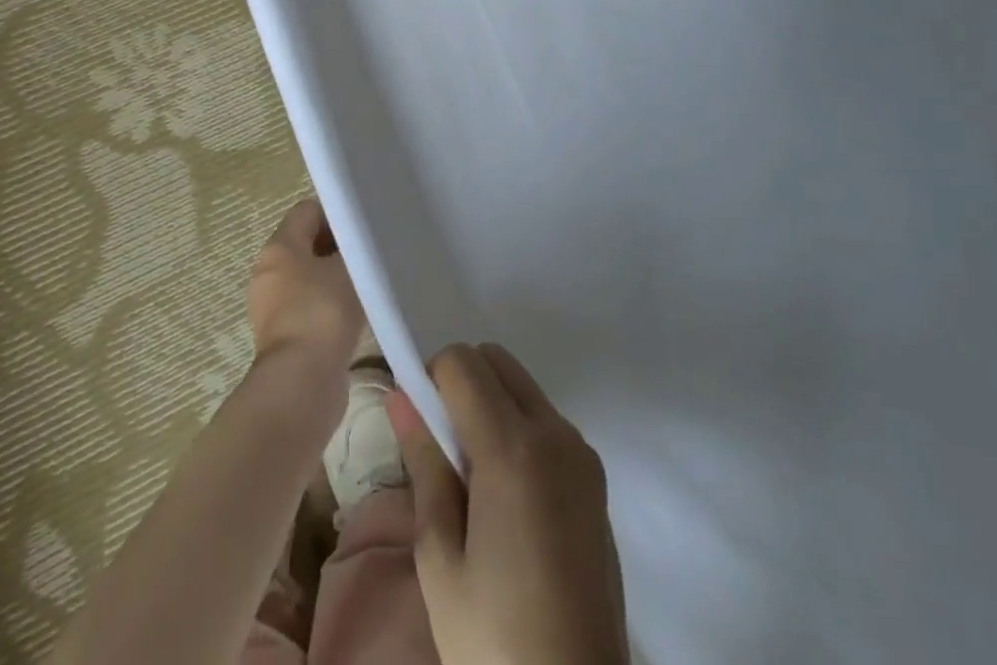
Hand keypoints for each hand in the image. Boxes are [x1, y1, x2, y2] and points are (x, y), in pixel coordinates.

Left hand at [246, 197, 364, 366]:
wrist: (302, 383)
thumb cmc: (323, 312)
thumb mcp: (349, 268)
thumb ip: (356, 247)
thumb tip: (360, 242)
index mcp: (278, 248)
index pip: (307, 211)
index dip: (336, 213)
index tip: (364, 226)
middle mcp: (269, 273)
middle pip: (306, 244)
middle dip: (337, 246)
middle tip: (370, 253)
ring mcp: (273, 308)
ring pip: (309, 278)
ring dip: (335, 279)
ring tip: (368, 284)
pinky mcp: (285, 338)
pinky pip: (311, 308)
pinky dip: (331, 307)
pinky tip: (357, 314)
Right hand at [387, 343, 628, 664]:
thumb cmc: (493, 639)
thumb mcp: (440, 557)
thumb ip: (423, 462)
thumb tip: (400, 394)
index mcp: (514, 448)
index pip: (463, 362)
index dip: (431, 378)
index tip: (419, 421)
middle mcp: (555, 432)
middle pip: (496, 359)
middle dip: (461, 382)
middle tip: (442, 448)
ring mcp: (582, 451)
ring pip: (523, 385)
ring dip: (491, 403)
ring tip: (474, 479)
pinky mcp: (596, 474)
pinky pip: (547, 419)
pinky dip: (518, 426)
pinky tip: (508, 496)